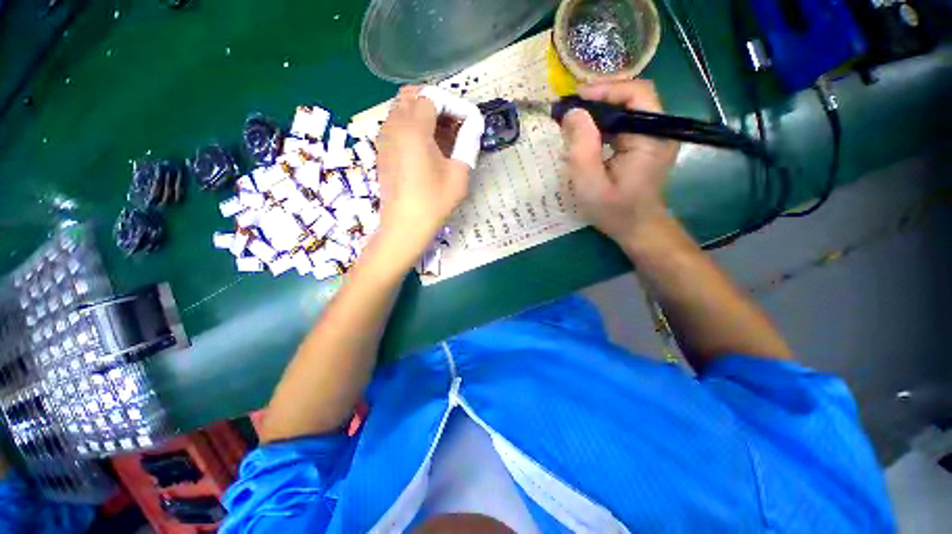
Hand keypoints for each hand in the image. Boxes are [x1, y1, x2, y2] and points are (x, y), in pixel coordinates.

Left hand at [374, 86, 470, 264]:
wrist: (404, 226)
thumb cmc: (433, 202)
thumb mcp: (459, 174)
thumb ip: (468, 143)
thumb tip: (475, 123)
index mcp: (414, 128)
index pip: (433, 97)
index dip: (453, 105)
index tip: (468, 122)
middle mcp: (394, 126)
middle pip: (412, 96)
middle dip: (435, 104)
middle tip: (453, 124)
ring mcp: (384, 138)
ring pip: (401, 109)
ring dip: (422, 114)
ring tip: (442, 137)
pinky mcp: (381, 150)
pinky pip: (395, 125)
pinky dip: (411, 126)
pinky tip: (426, 148)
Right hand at [561, 80, 679, 245]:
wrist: (638, 229)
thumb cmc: (614, 211)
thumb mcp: (590, 184)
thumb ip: (581, 148)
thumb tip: (572, 113)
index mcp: (652, 136)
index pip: (637, 93)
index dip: (605, 89)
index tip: (575, 99)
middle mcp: (659, 130)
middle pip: (631, 97)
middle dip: (598, 99)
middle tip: (569, 110)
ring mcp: (654, 136)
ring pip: (627, 109)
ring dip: (599, 112)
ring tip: (573, 121)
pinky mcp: (646, 144)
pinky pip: (624, 124)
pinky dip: (603, 125)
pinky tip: (586, 135)